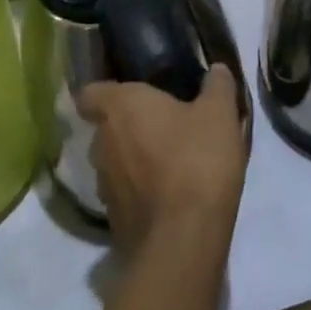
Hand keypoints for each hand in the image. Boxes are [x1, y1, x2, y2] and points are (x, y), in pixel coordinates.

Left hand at [76, 65, 247, 253]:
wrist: (183, 240)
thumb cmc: (197, 160)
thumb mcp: (220, 114)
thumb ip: (217, 86)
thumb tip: (216, 69)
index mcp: (121, 107)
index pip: (90, 92)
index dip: (105, 91)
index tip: (129, 92)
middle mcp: (102, 142)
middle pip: (106, 127)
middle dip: (129, 125)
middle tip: (163, 123)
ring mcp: (104, 185)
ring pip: (114, 161)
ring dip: (134, 159)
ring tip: (169, 160)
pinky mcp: (113, 220)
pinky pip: (124, 193)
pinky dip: (140, 190)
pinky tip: (170, 193)